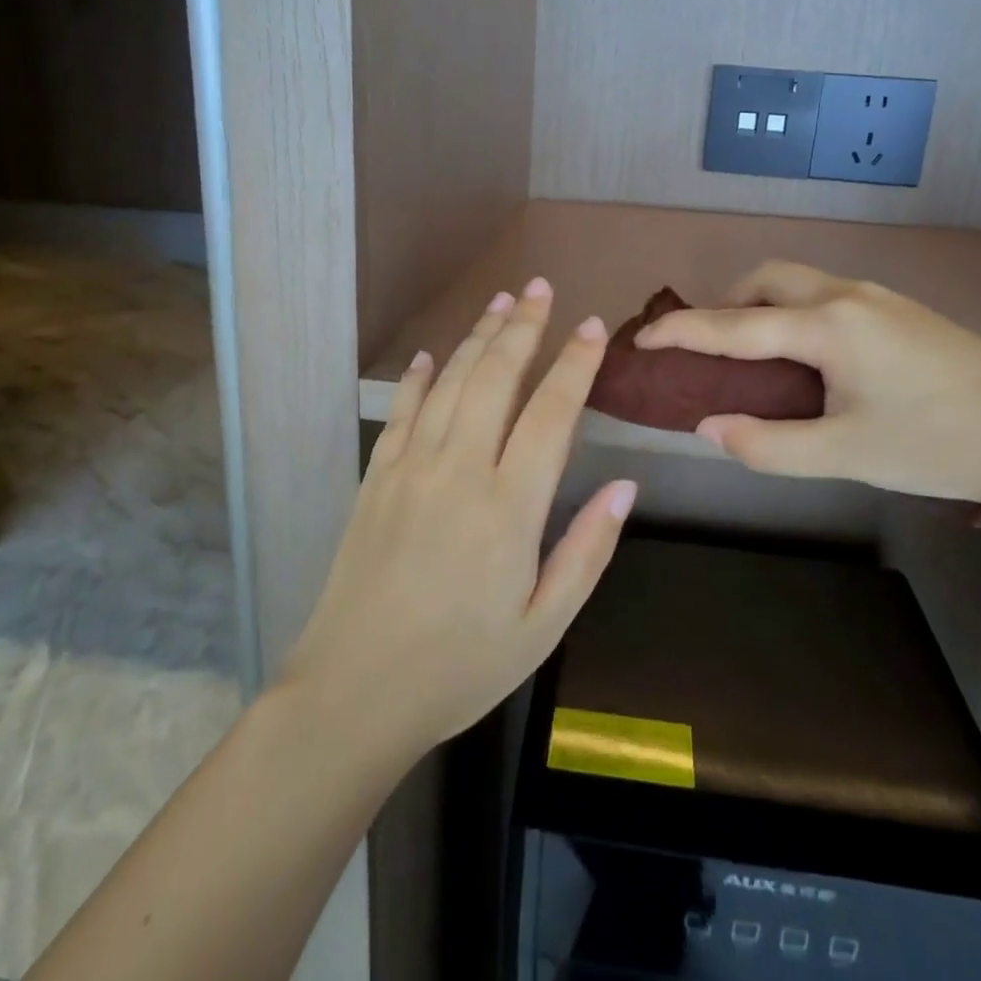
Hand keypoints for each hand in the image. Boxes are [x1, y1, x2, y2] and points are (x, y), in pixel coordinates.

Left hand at [282, 279, 635, 757]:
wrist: (354, 692)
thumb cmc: (460, 666)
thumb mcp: (543, 625)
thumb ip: (587, 550)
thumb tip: (625, 486)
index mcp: (508, 506)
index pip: (551, 414)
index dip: (575, 365)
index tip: (593, 327)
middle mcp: (459, 470)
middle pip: (496, 378)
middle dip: (522, 327)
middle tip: (540, 288)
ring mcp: (411, 468)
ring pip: (451, 383)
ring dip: (478, 338)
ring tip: (500, 302)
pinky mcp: (377, 478)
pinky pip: (403, 412)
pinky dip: (421, 377)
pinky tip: (434, 355)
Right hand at [635, 261, 980, 516]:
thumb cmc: (938, 445)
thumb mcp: (844, 455)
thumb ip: (766, 443)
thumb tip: (709, 426)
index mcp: (827, 325)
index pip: (734, 325)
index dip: (681, 332)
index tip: (640, 339)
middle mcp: (848, 296)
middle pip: (767, 279)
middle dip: (726, 305)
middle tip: (710, 348)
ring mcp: (880, 298)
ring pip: (800, 283)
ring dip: (763, 307)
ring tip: (756, 356)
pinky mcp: (903, 312)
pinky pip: (827, 297)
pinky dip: (795, 314)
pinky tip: (811, 359)